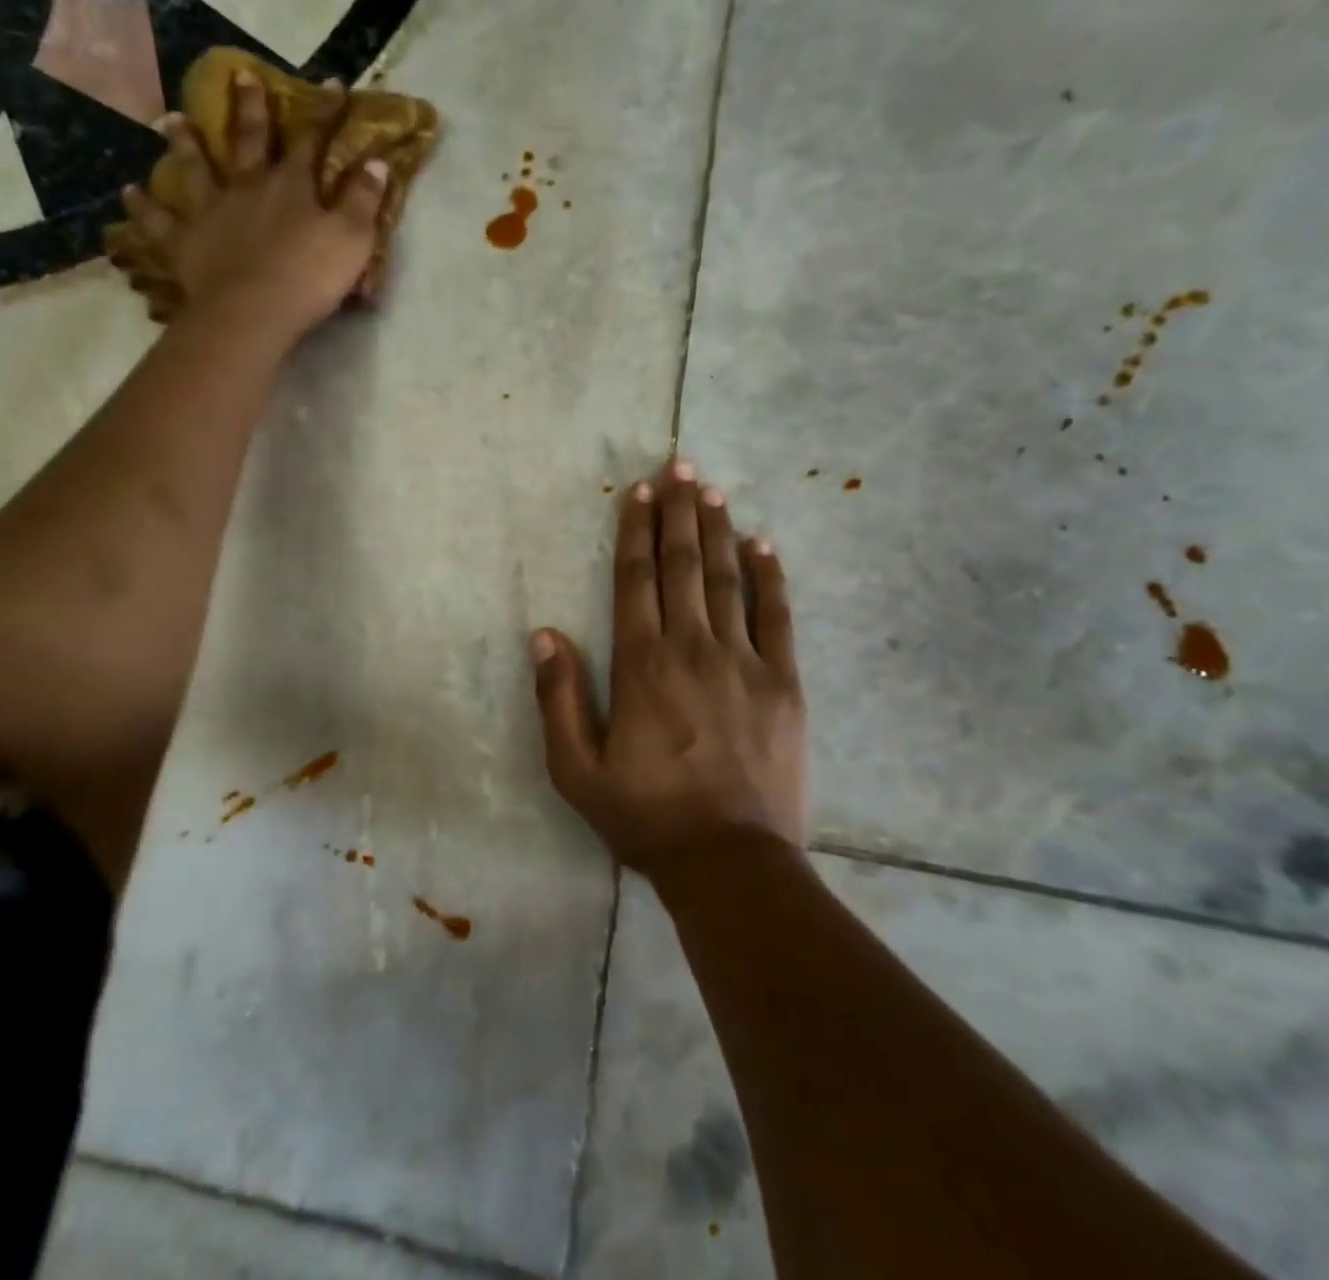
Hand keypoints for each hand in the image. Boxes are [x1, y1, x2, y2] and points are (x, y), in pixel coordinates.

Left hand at [117, 71, 389, 350]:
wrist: (254, 312)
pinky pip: (159, 222)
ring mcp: (211, 211)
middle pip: (248, 140)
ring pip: (195, 168)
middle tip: (239, 74)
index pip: (311, 139)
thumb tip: (376, 162)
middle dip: (249, 107)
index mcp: (291, 185)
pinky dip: (143, 207)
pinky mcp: (184, 242)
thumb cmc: (308, 277)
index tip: (332, 84)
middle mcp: (247, 186)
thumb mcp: (352, 240)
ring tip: (171, 121)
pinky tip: (129, 193)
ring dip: (185, 144)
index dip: (323, 112)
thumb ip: (364, 201)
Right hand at [530, 460, 806, 876]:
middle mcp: (692, 647)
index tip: (640, 491)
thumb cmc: (646, 816)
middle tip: (681, 466)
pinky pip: (777, 616)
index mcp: (641, 664)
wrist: (730, 862)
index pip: (636, 579)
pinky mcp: (784, 682)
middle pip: (682, 565)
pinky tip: (762, 545)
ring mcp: (744, 661)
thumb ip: (558, 697)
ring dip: (718, 530)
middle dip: (680, 512)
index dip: (637, 530)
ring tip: (713, 490)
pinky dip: (769, 576)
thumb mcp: (576, 769)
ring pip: (727, 579)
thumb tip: (544, 633)